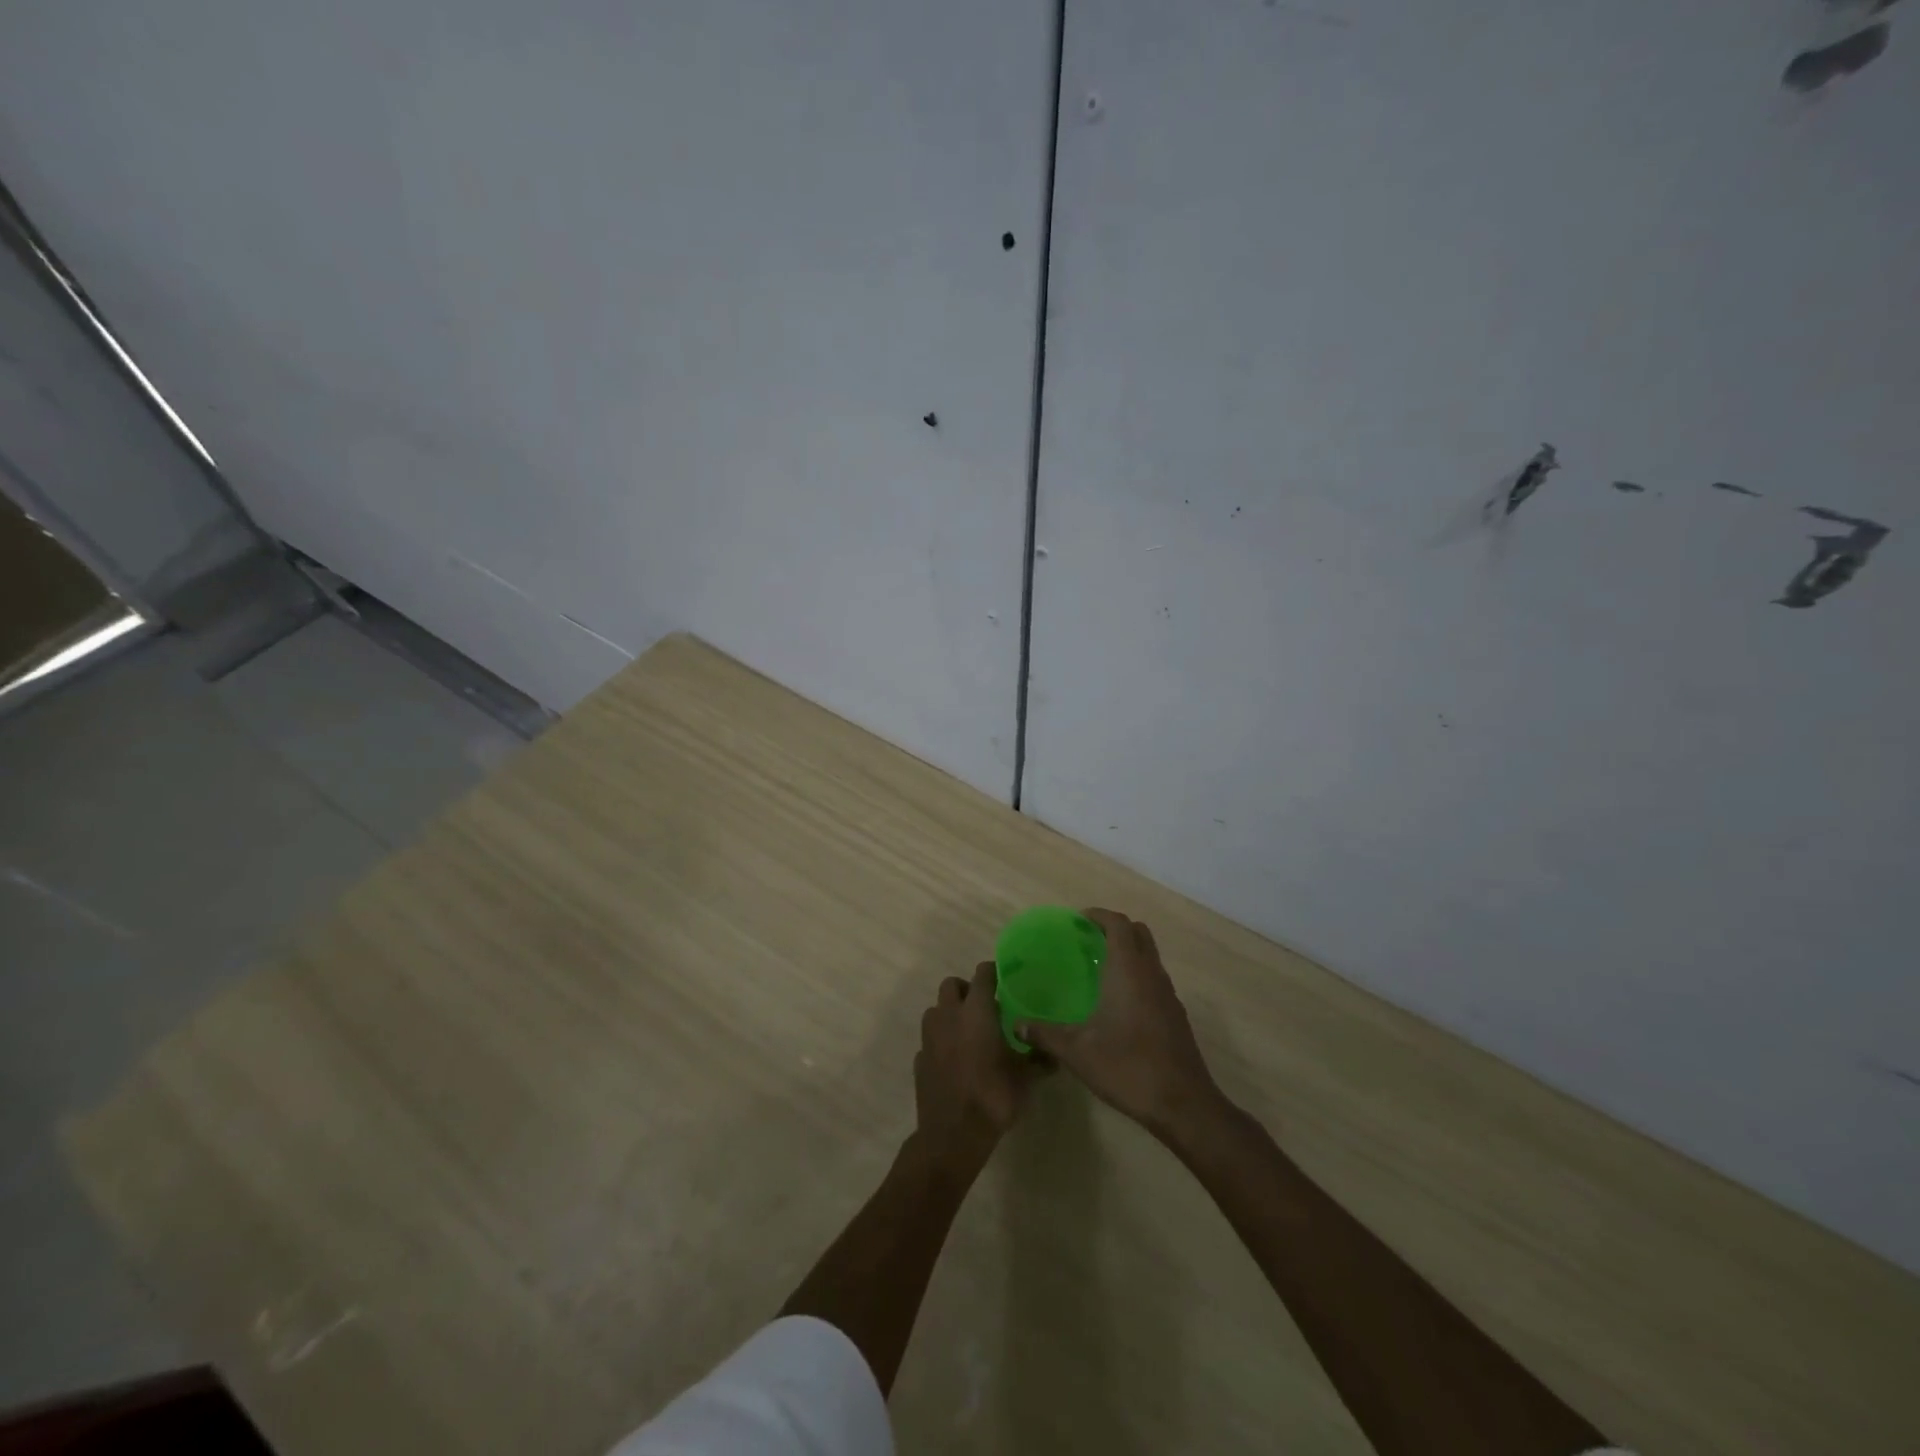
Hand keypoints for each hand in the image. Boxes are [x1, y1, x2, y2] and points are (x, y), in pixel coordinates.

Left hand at [913, 961, 1038, 1172]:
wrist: (953, 1134)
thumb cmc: (993, 1096)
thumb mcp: (1026, 1078)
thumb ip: (1039, 1059)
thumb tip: (1055, 1054)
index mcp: (976, 1012)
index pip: (982, 975)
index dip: (993, 972)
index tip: (1004, 979)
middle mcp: (949, 1016)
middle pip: (951, 985)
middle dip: (966, 989)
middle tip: (984, 1006)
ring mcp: (929, 1037)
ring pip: (936, 1009)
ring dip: (950, 1013)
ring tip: (968, 1031)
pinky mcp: (919, 1058)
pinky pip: (930, 1039)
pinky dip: (941, 1041)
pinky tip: (955, 1059)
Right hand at [1017, 909, 1223, 1137]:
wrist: (1183, 1105)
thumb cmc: (1128, 1067)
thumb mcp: (1077, 1052)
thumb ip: (1045, 1034)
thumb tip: (1017, 1025)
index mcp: (1129, 970)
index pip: (1118, 924)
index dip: (1099, 916)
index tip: (1077, 921)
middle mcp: (1152, 974)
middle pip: (1138, 933)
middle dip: (1114, 929)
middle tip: (1087, 941)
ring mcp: (1168, 994)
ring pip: (1150, 956)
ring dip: (1128, 952)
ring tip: (1098, 969)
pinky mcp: (1175, 1015)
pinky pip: (1155, 979)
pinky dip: (1137, 976)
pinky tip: (1118, 1003)